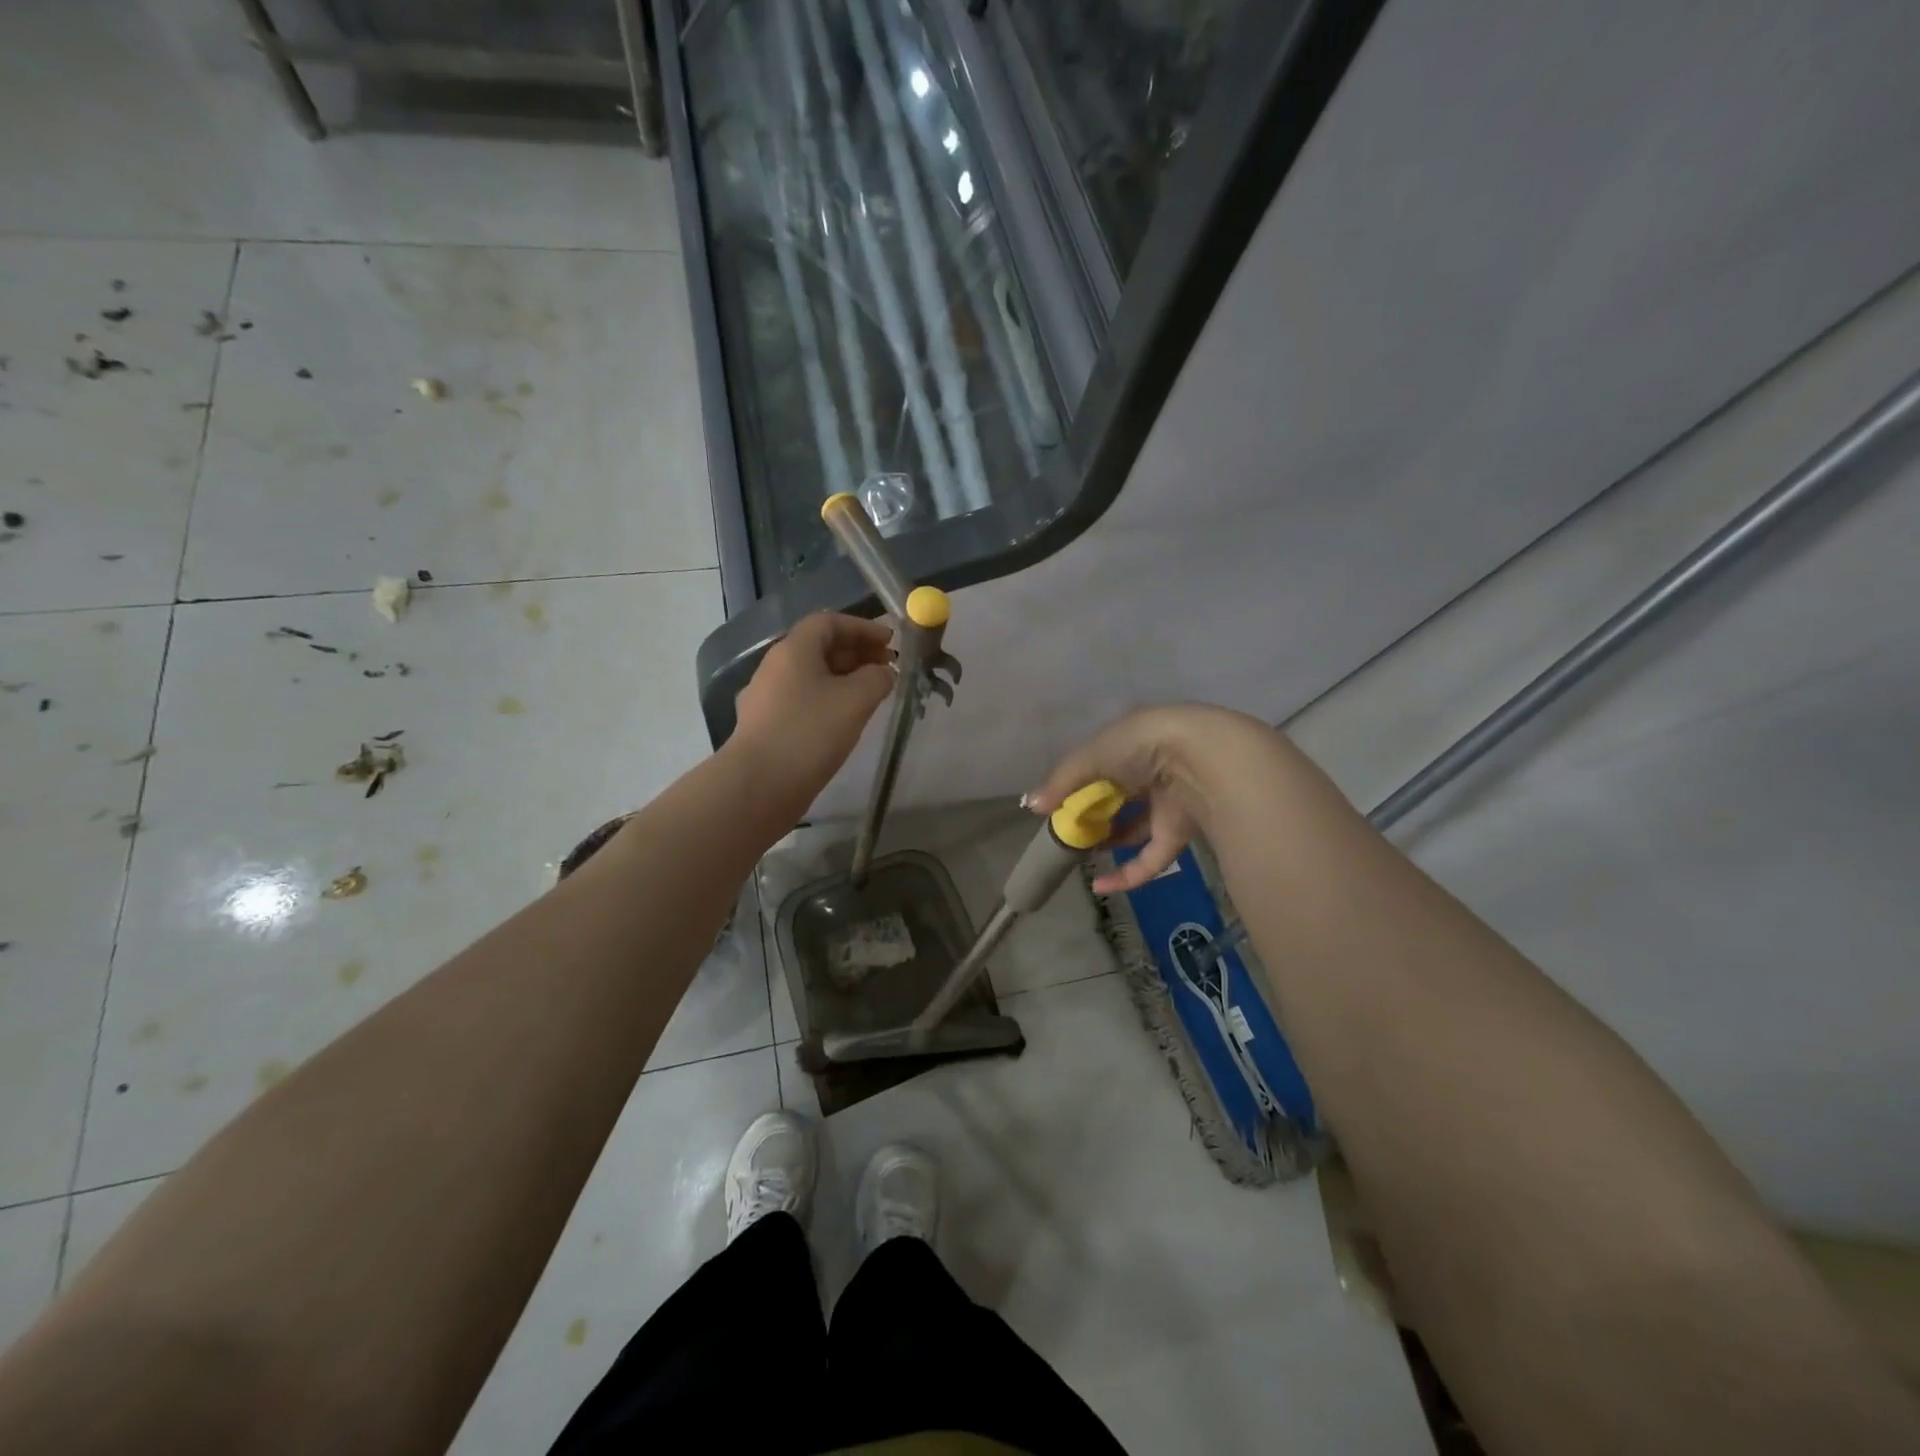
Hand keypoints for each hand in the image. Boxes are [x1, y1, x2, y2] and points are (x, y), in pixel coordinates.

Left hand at [730, 612, 894, 806]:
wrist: (759, 785)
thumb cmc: (810, 733)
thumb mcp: (856, 700)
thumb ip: (877, 678)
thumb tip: (883, 672)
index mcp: (794, 650)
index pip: (829, 622)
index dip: (863, 627)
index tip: (890, 642)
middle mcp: (775, 667)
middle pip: (820, 647)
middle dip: (857, 653)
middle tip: (888, 668)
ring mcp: (767, 698)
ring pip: (812, 676)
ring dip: (845, 678)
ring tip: (873, 695)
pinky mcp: (767, 726)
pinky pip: (804, 700)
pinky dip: (830, 700)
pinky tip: (847, 720)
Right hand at [1024, 704, 1280, 893]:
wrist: (1204, 759)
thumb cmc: (1142, 745)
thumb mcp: (1092, 756)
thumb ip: (1062, 782)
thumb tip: (1031, 807)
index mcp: (1132, 743)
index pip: (1099, 764)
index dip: (1078, 785)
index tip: (1056, 806)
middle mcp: (1151, 771)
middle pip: (1116, 797)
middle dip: (1092, 816)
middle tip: (1067, 833)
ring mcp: (1168, 804)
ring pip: (1134, 829)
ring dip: (1107, 843)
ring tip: (1079, 856)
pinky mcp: (1180, 833)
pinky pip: (1151, 859)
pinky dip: (1128, 875)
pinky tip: (1101, 885)